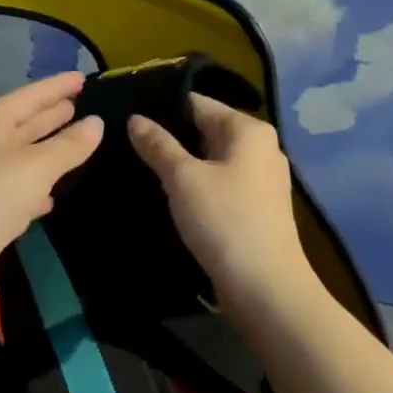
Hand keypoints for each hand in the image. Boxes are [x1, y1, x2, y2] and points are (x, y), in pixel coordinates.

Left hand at [0, 71, 103, 315]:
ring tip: (74, 141)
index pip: (27, 96)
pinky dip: (34, 186)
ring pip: (19, 156)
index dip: (55, 87)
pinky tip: (51, 195)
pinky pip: (13, 188)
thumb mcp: (37, 167)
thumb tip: (96, 123)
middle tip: (78, 105)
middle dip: (49, 114)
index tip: (82, 77)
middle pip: (20, 123)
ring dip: (44, 149)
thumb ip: (69, 145)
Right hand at [128, 94, 316, 312]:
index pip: (197, 103)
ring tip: (140, 165)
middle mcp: (260, 147)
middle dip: (170, 135)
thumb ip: (157, 145)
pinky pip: (218, 181)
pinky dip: (196, 183)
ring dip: (181, 162)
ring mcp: (260, 178)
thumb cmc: (225, 221)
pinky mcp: (255, 206)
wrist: (266, 289)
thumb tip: (134, 119)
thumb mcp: (183, 178)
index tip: (127, 116)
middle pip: (205, 128)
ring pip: (210, 157)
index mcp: (248, 130)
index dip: (162, 108)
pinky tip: (169, 192)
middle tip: (127, 142)